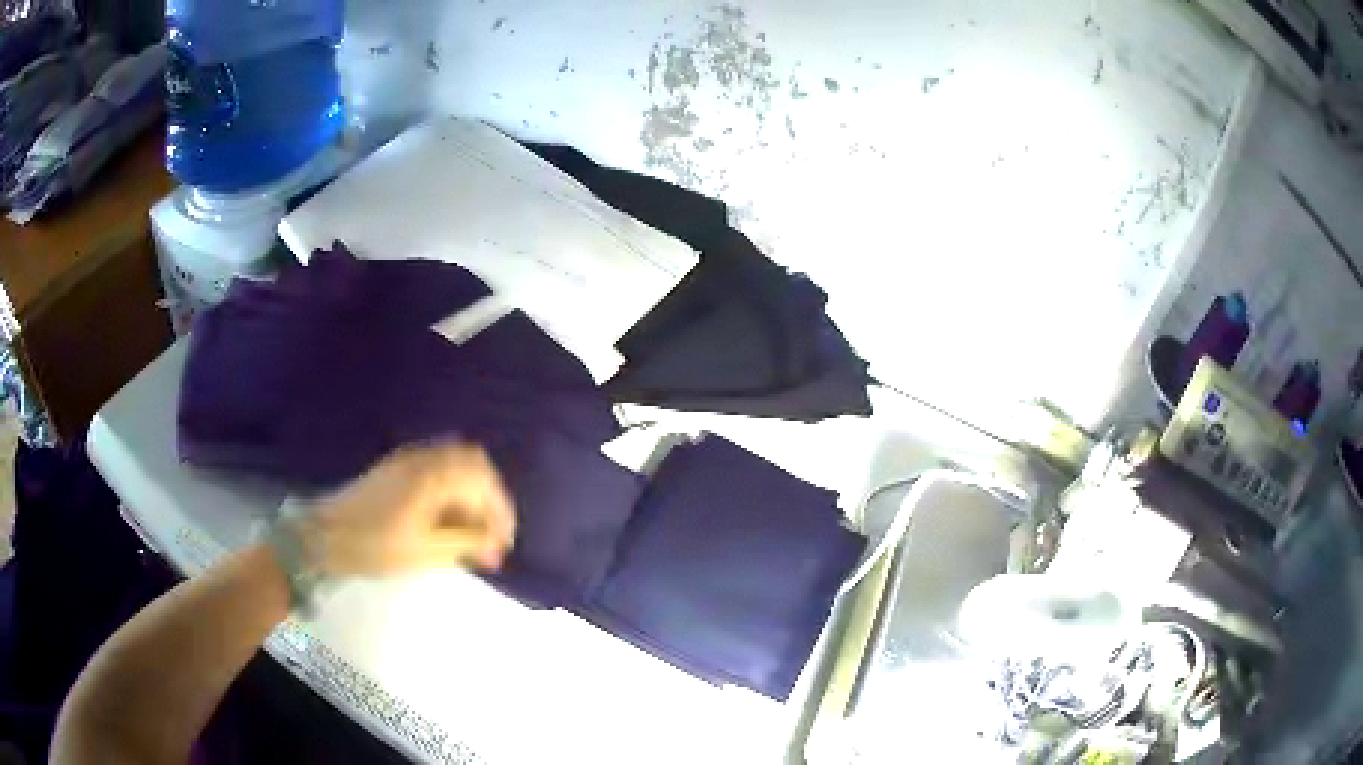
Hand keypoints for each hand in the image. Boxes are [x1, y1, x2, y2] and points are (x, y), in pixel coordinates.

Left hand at [301, 444, 515, 576]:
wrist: (325, 536)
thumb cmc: (376, 546)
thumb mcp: (426, 551)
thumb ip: (466, 543)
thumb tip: (495, 546)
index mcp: (434, 477)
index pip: (484, 483)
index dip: (501, 512)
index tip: (503, 543)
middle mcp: (425, 459)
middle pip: (473, 465)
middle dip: (488, 498)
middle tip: (489, 534)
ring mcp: (408, 459)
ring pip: (455, 463)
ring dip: (470, 492)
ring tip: (470, 529)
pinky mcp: (396, 467)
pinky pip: (436, 466)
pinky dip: (451, 487)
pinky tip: (445, 516)